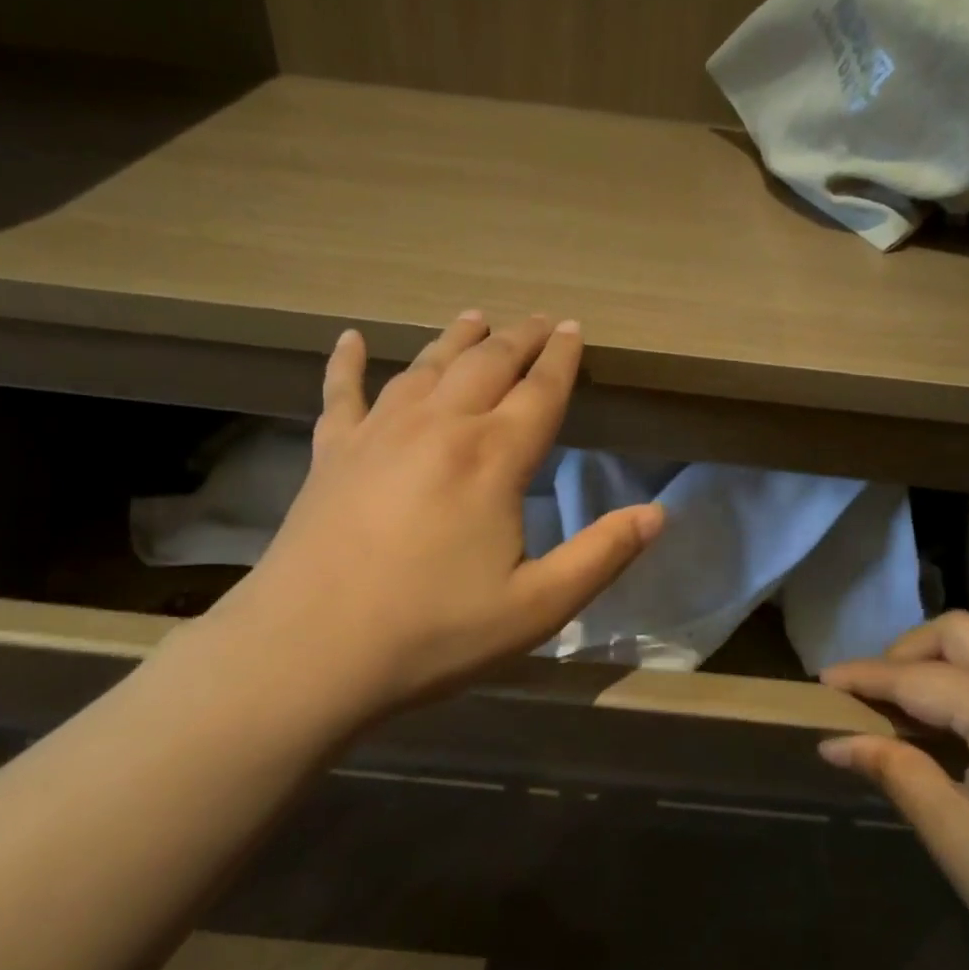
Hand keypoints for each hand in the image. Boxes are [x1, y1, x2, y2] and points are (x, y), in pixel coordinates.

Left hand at [201, 311, 662, 723]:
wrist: (310, 651)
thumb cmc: (433, 632)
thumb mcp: (537, 607)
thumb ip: (601, 556)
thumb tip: (657, 514)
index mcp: (492, 458)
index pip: (540, 391)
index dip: (561, 358)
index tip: (573, 328)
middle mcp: (439, 427)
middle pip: (486, 365)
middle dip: (518, 339)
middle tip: (536, 320)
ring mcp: (378, 434)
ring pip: (425, 366)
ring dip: (455, 339)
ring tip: (475, 318)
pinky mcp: (331, 454)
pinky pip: (341, 393)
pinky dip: (346, 362)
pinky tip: (350, 338)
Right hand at [818, 612, 968, 969]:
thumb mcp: (957, 840)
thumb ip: (895, 771)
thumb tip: (835, 742)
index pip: (920, 679)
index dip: (865, 677)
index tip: (821, 682)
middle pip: (964, 632)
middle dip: (908, 651)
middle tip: (874, 694)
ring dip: (954, 652)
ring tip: (921, 697)